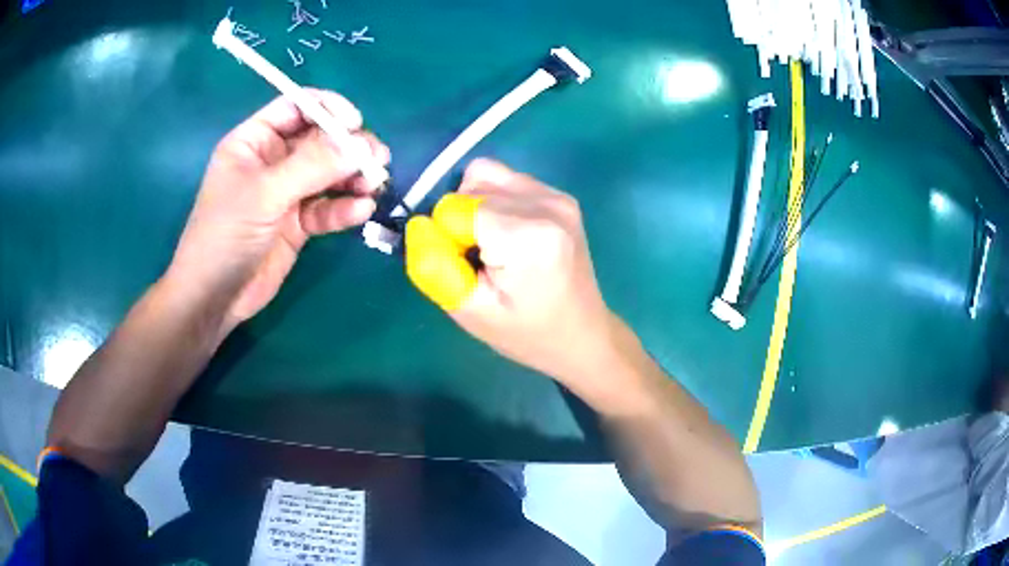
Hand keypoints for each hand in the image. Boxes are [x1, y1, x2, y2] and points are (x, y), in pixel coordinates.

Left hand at [166, 91, 389, 331]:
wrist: (214, 298)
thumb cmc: (225, 235)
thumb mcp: (264, 194)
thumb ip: (311, 165)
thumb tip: (360, 144)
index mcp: (255, 141)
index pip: (297, 107)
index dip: (328, 109)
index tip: (355, 124)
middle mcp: (273, 161)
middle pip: (320, 139)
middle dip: (348, 147)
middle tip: (376, 159)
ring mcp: (287, 193)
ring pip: (329, 174)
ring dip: (353, 177)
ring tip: (374, 185)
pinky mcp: (299, 224)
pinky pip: (327, 208)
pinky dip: (345, 208)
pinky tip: (361, 211)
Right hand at [407, 159, 621, 393]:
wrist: (581, 334)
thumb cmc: (526, 333)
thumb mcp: (470, 312)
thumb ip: (435, 266)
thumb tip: (418, 224)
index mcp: (529, 236)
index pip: (454, 208)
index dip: (449, 238)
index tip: (470, 267)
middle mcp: (546, 204)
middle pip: (468, 187)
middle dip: (460, 221)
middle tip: (481, 261)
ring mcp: (556, 195)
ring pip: (484, 175)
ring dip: (475, 206)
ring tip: (494, 246)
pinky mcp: (559, 195)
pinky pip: (505, 180)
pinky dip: (494, 201)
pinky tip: (510, 235)